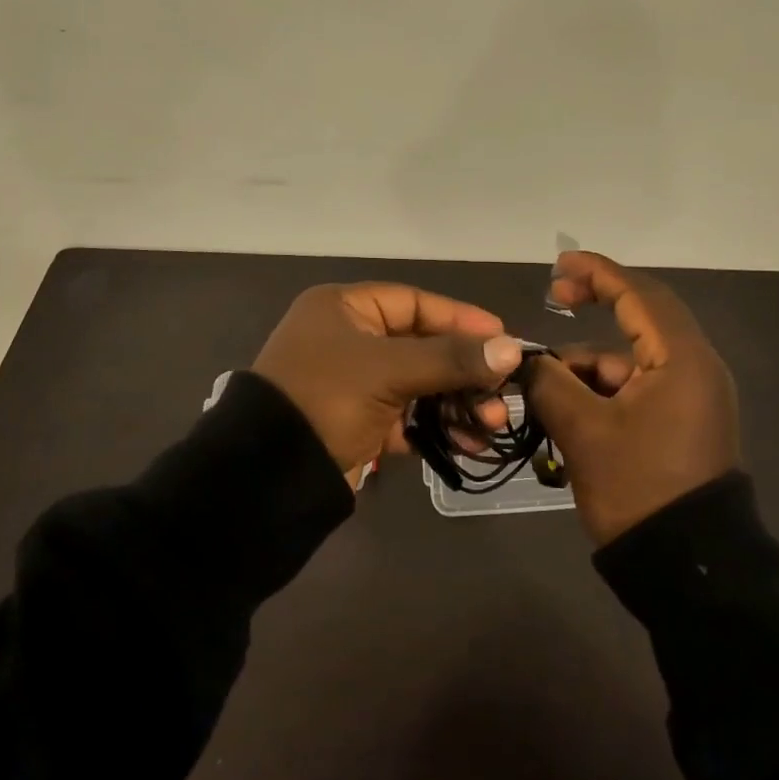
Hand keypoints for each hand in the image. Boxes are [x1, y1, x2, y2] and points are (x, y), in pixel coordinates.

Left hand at [253, 283, 523, 476]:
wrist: (268, 476)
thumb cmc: (326, 398)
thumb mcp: (388, 371)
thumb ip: (450, 358)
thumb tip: (510, 349)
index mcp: (344, 309)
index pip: (415, 303)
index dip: (460, 319)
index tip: (502, 337)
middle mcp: (349, 339)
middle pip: (422, 346)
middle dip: (464, 372)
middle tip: (501, 393)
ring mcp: (353, 382)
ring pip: (418, 384)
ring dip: (456, 403)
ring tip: (491, 424)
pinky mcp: (358, 421)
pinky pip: (406, 416)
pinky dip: (435, 428)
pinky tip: (468, 443)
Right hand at [521, 251, 741, 543]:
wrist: (689, 569)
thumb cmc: (638, 488)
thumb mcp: (582, 431)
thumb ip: (548, 381)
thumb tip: (525, 359)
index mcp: (681, 359)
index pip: (638, 294)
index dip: (597, 272)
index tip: (558, 265)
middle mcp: (695, 367)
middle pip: (640, 317)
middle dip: (595, 306)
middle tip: (555, 298)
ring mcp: (693, 396)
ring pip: (632, 358)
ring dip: (589, 364)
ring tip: (545, 390)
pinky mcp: (684, 421)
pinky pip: (638, 386)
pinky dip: (603, 389)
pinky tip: (569, 413)